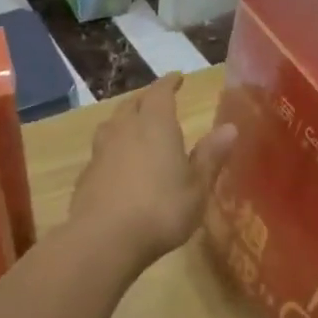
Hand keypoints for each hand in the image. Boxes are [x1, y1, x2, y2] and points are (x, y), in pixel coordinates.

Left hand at [70, 74, 236, 266]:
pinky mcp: (87, 175)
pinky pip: (102, 150)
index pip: (160, 92)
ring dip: (125, 120)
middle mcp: (125, 129)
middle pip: (132, 104)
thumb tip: (230, 127)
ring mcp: (101, 151)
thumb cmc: (161, 209)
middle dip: (146, 99)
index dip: (169, 83)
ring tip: (134, 126)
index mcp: (155, 124)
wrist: (105, 239)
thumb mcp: (197, 187)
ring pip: (112, 124)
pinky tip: (118, 163)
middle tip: (157, 101)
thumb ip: (211, 156)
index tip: (177, 78)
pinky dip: (113, 148)